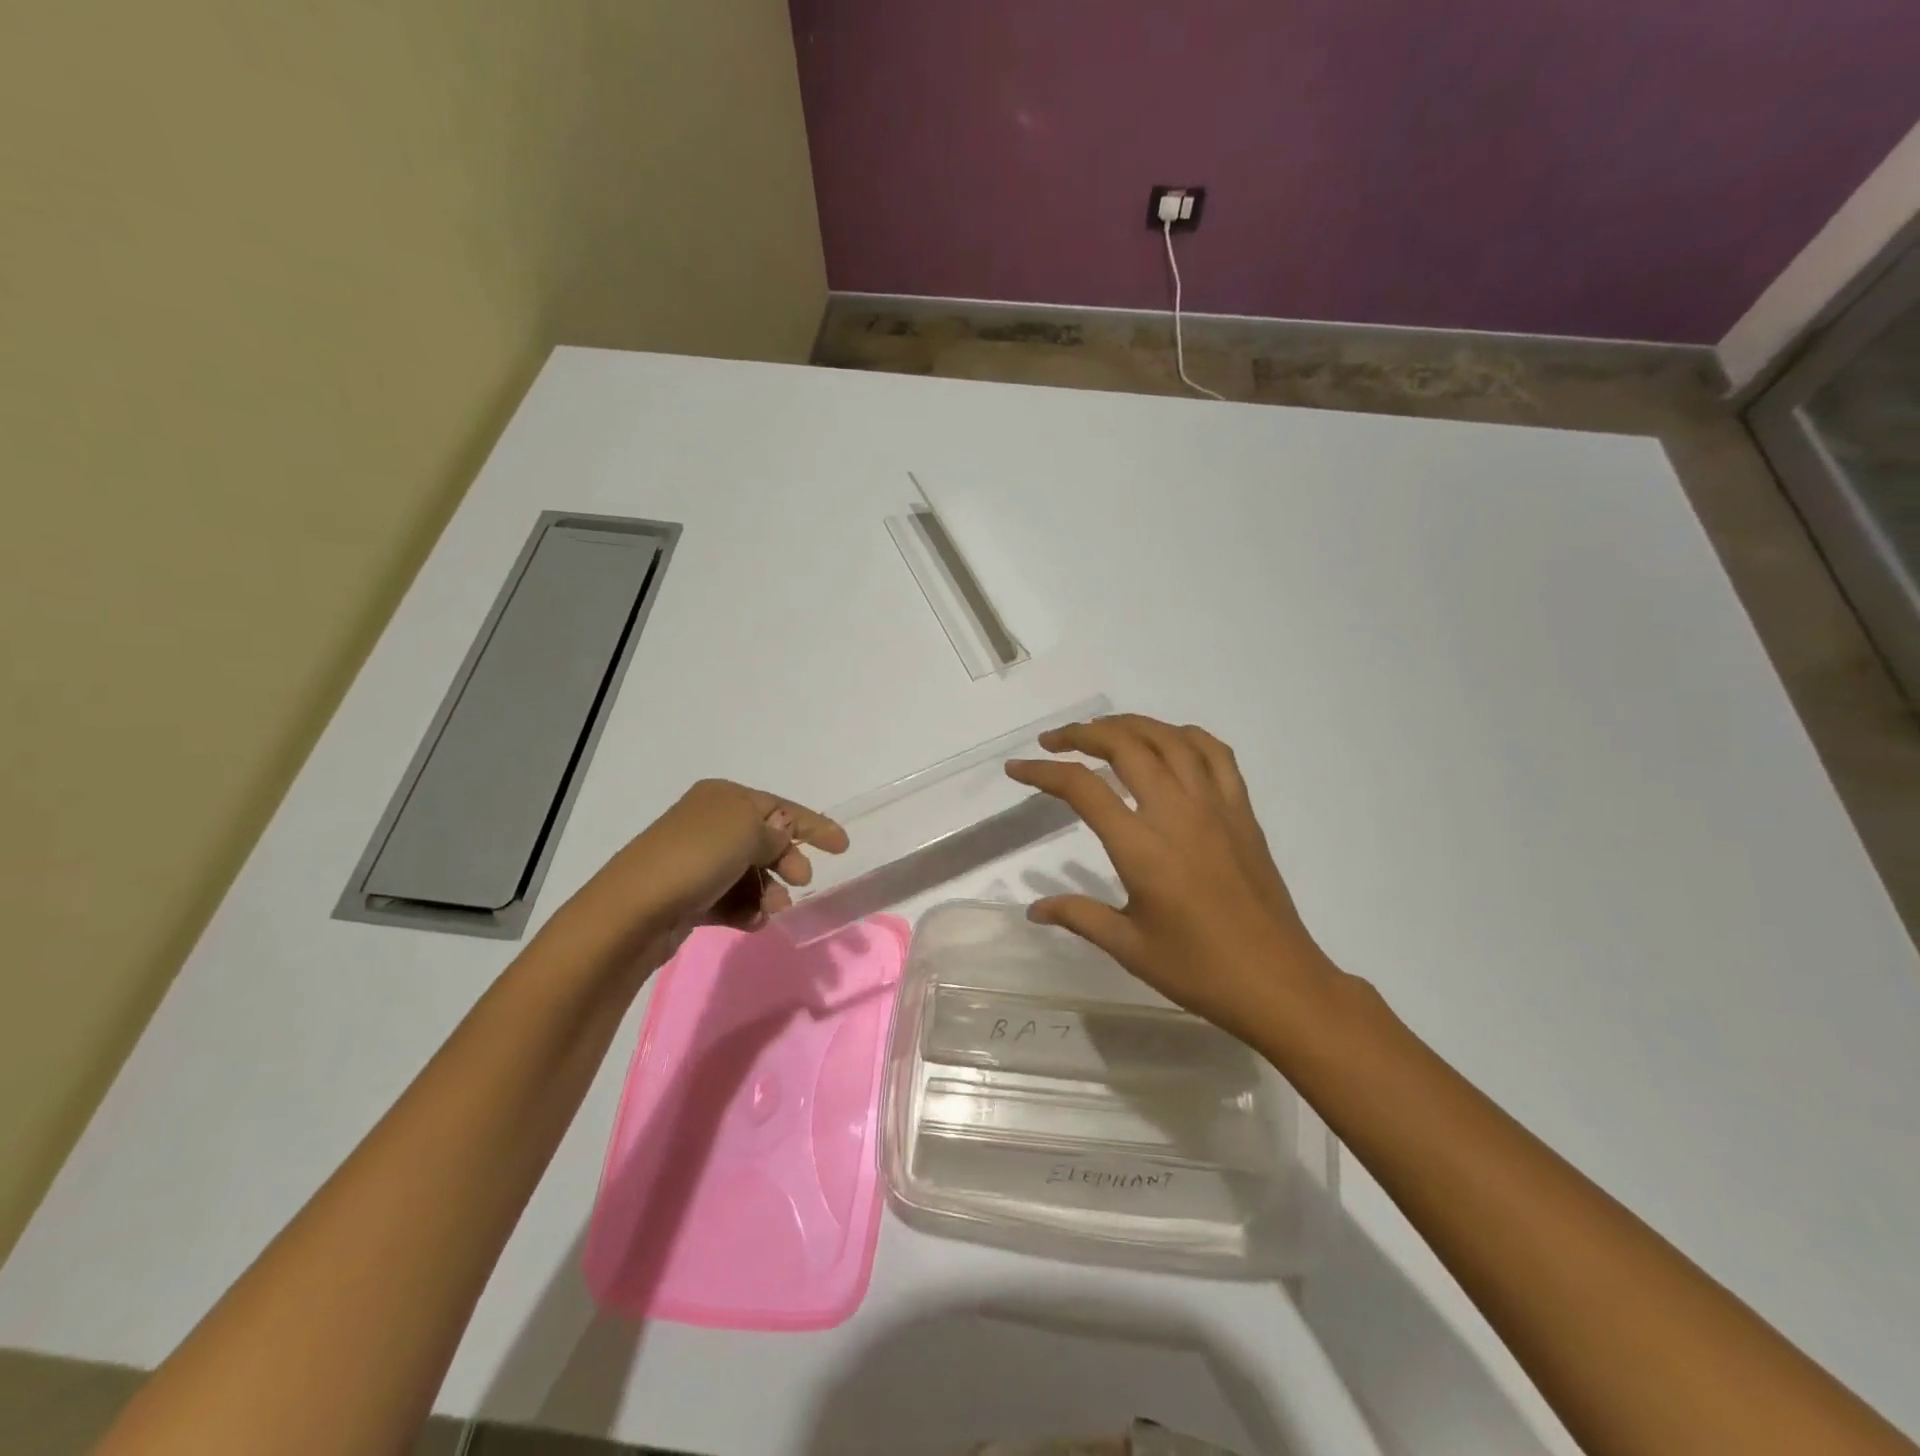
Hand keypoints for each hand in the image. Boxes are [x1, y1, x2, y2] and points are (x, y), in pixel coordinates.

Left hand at [549, 779, 846, 971]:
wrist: (633, 911)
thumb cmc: (696, 858)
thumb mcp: (747, 832)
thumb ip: (775, 832)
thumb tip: (781, 835)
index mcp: (724, 798)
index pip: (779, 807)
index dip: (813, 825)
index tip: (843, 847)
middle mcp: (709, 823)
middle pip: (765, 840)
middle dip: (788, 861)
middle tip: (801, 882)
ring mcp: (697, 861)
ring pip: (750, 874)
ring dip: (769, 891)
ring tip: (772, 910)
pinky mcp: (689, 896)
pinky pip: (731, 899)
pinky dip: (746, 909)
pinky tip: (752, 922)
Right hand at [1006, 715, 1340, 1047]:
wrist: (1279, 982)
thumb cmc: (1199, 970)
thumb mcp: (1129, 947)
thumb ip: (1078, 916)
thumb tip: (1034, 908)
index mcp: (1142, 848)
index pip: (1083, 788)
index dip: (1043, 772)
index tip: (1017, 768)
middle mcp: (1177, 813)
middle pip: (1125, 745)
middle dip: (1082, 734)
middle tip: (1054, 742)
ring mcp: (1216, 806)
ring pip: (1169, 738)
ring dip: (1130, 725)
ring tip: (1102, 732)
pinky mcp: (1242, 811)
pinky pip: (1216, 754)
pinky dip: (1185, 735)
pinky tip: (1168, 742)